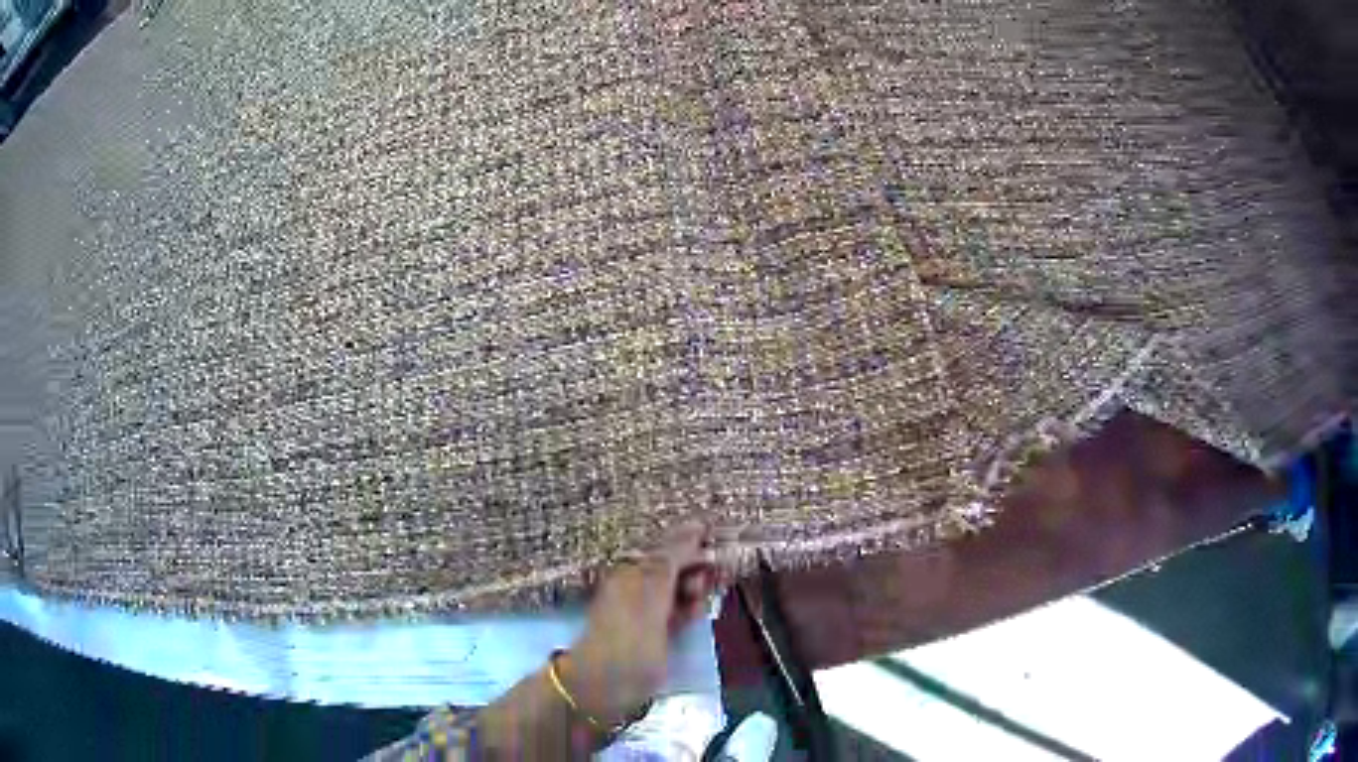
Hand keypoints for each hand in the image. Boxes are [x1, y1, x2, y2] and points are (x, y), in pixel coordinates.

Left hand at [560, 521, 718, 729]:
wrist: (604, 686)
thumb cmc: (626, 637)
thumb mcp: (650, 593)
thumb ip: (672, 560)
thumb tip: (695, 524)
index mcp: (633, 569)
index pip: (670, 545)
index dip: (695, 543)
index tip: (721, 544)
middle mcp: (639, 584)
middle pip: (677, 566)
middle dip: (698, 570)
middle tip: (709, 583)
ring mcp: (647, 609)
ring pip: (681, 589)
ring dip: (696, 592)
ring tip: (698, 605)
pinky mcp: (656, 632)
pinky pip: (679, 611)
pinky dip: (690, 611)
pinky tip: (696, 615)